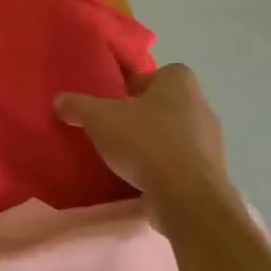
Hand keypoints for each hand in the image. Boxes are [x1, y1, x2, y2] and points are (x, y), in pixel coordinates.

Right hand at [55, 64, 233, 210]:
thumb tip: (60, 100)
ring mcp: (211, 141)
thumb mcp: (100, 119)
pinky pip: (182, 162)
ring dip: (155, 143)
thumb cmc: (146, 142)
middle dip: (144, 115)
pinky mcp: (210, 172)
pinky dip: (166, 168)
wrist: (187, 196)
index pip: (159, 74)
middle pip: (167, 104)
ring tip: (128, 157)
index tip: (116, 103)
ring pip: (176, 134)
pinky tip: (144, 179)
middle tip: (117, 129)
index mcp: (180, 83)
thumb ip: (78, 105)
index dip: (137, 86)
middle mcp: (201, 105)